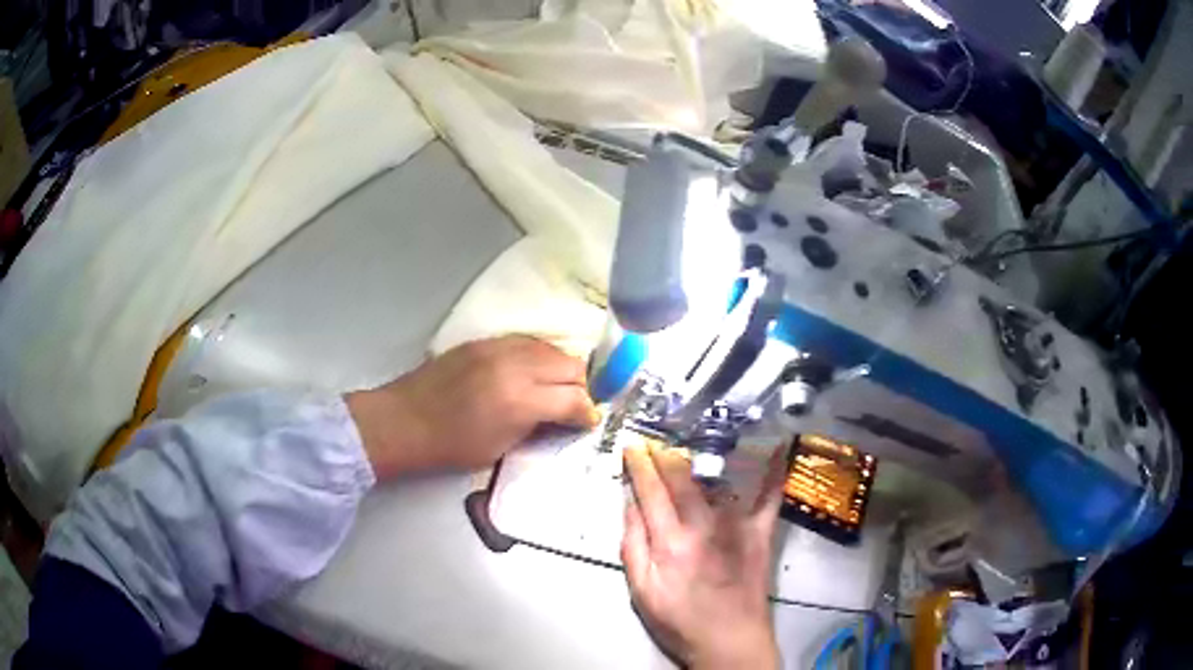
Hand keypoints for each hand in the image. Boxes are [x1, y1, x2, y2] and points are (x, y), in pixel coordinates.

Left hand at [346, 336, 598, 478]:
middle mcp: (515, 365)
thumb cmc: (451, 446)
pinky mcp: (484, 341)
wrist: (403, 420)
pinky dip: (539, 356)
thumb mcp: (502, 447)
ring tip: (558, 386)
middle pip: (570, 364)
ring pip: (551, 347)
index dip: (588, 412)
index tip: (590, 421)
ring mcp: (498, 347)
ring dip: (562, 367)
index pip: (575, 398)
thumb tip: (565, 417)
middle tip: (577, 404)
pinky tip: (534, 371)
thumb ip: (538, 426)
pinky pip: (526, 342)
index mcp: (520, 400)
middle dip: (582, 386)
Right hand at [621, 444, 786, 669]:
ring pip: (721, 479)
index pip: (651, 491)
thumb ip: (633, 545)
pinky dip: (773, 472)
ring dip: (708, 451)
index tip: (634, 446)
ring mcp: (736, 526)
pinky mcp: (761, 533)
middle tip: (659, 436)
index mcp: (670, 541)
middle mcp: (704, 525)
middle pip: (683, 478)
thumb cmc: (679, 620)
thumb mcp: (641, 591)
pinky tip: (777, 447)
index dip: (640, 465)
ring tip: (699, 429)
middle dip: (667, 453)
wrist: (729, 640)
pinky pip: (768, 497)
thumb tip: (630, 504)